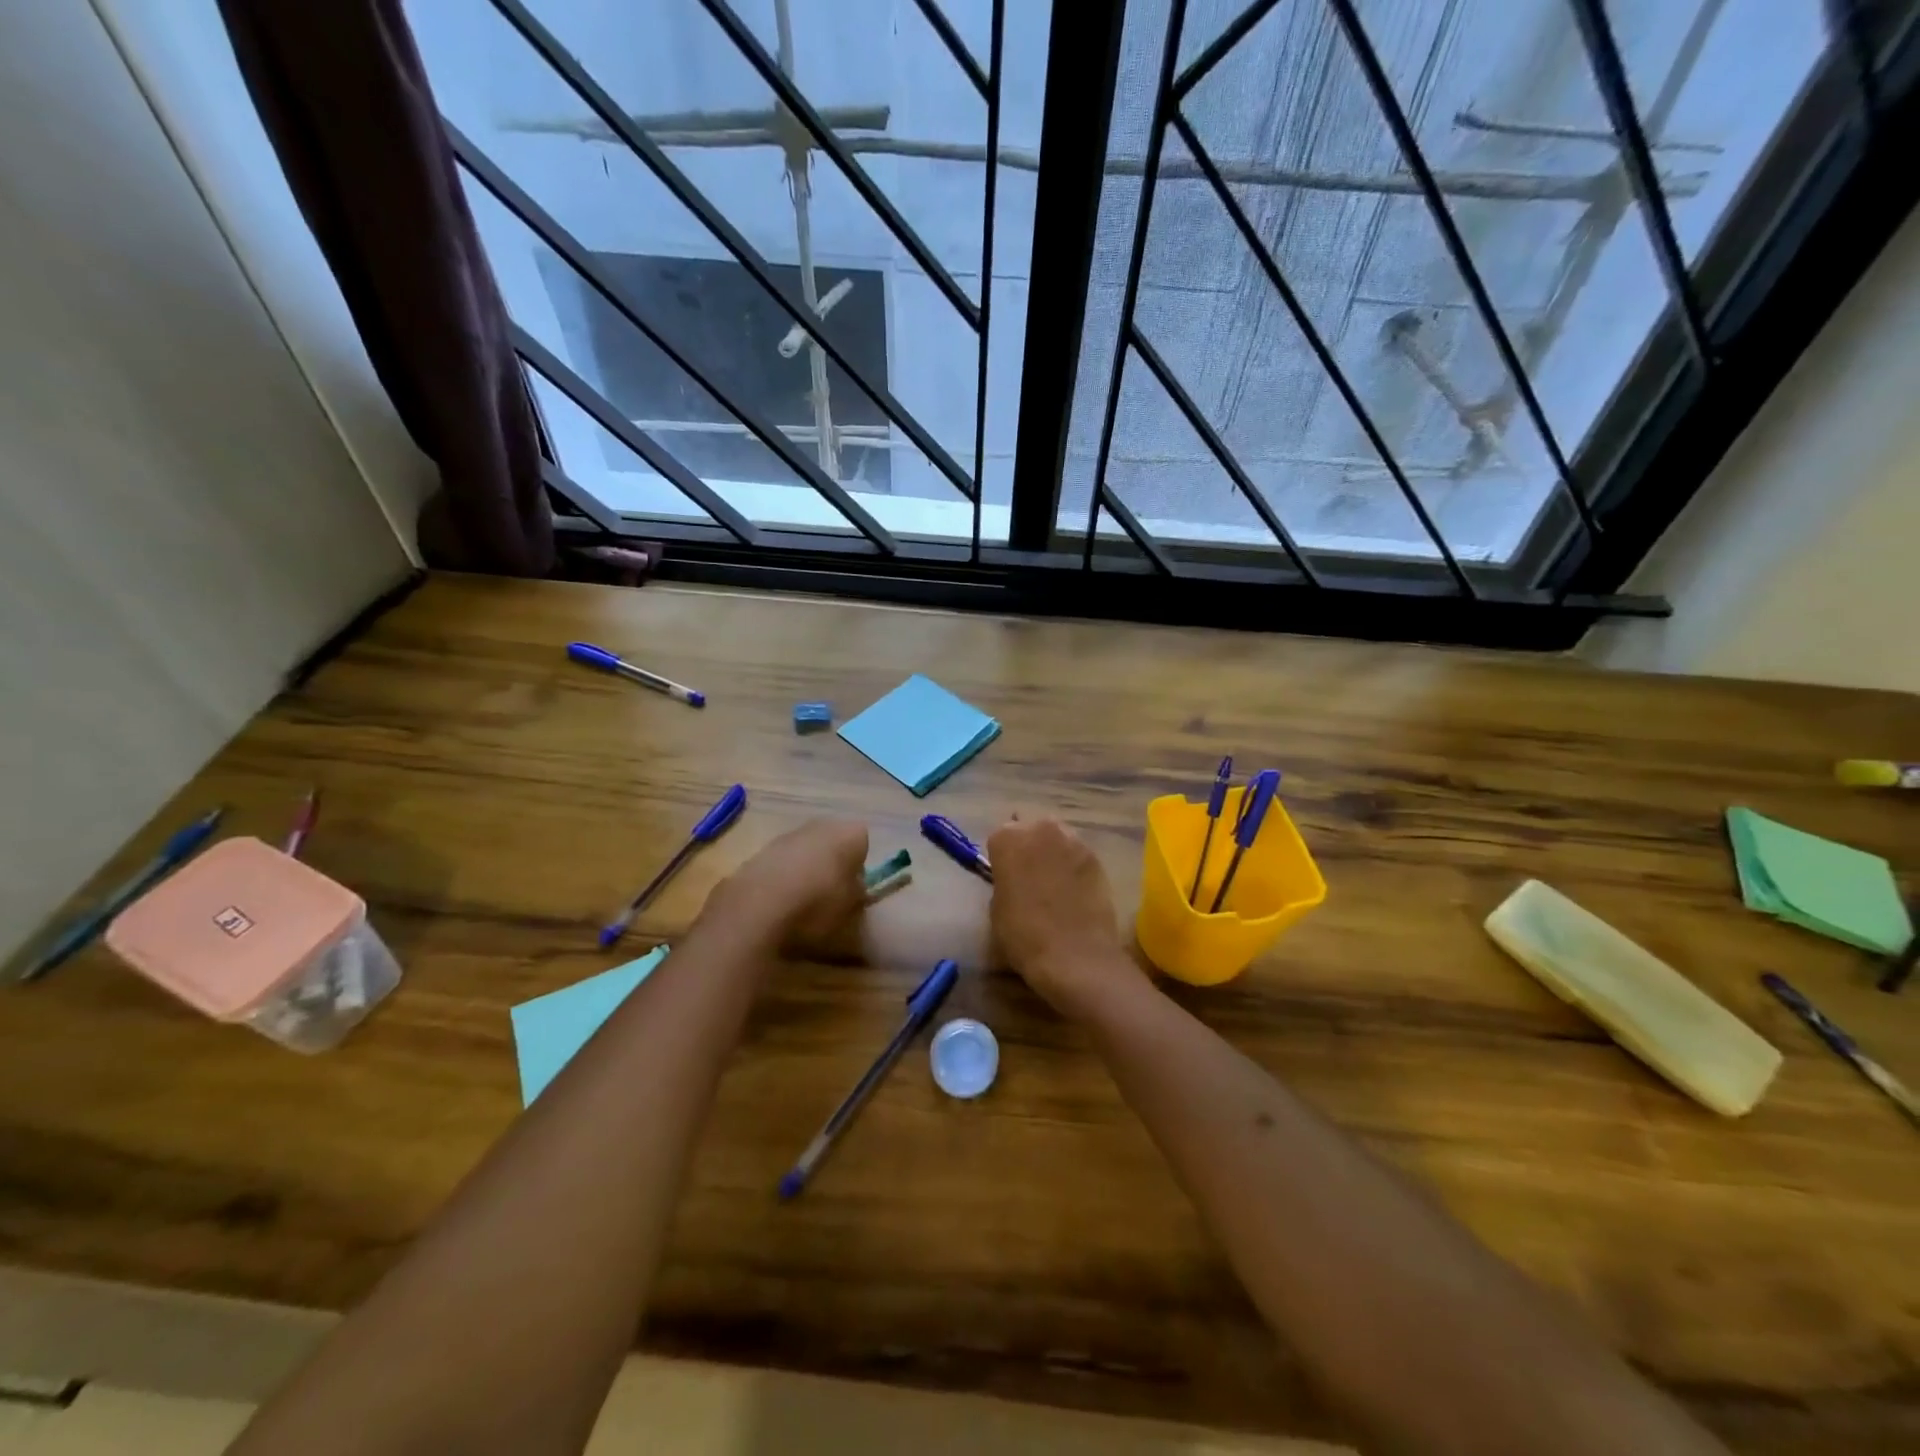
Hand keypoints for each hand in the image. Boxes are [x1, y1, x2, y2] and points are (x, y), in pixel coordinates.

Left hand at [710, 819, 869, 955]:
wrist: (755, 911)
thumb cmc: (817, 907)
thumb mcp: (853, 911)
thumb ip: (857, 894)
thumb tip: (852, 888)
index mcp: (849, 834)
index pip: (862, 843)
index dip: (858, 867)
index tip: (853, 889)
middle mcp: (819, 826)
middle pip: (831, 842)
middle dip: (831, 863)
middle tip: (829, 894)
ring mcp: (785, 836)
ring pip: (803, 851)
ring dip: (804, 870)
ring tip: (800, 903)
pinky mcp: (757, 852)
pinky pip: (779, 864)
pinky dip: (780, 878)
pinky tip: (776, 904)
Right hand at [987, 815, 1146, 1019]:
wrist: (1075, 956)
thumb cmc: (1024, 935)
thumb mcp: (997, 907)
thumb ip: (1003, 880)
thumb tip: (1013, 877)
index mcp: (1008, 838)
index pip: (999, 836)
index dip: (1002, 857)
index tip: (1004, 875)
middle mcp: (1040, 829)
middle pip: (1030, 828)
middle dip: (1029, 845)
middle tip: (1029, 873)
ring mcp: (1073, 840)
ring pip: (1056, 836)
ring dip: (1052, 851)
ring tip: (1052, 880)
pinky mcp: (1096, 857)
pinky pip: (1077, 853)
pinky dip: (1073, 865)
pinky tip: (1073, 889)